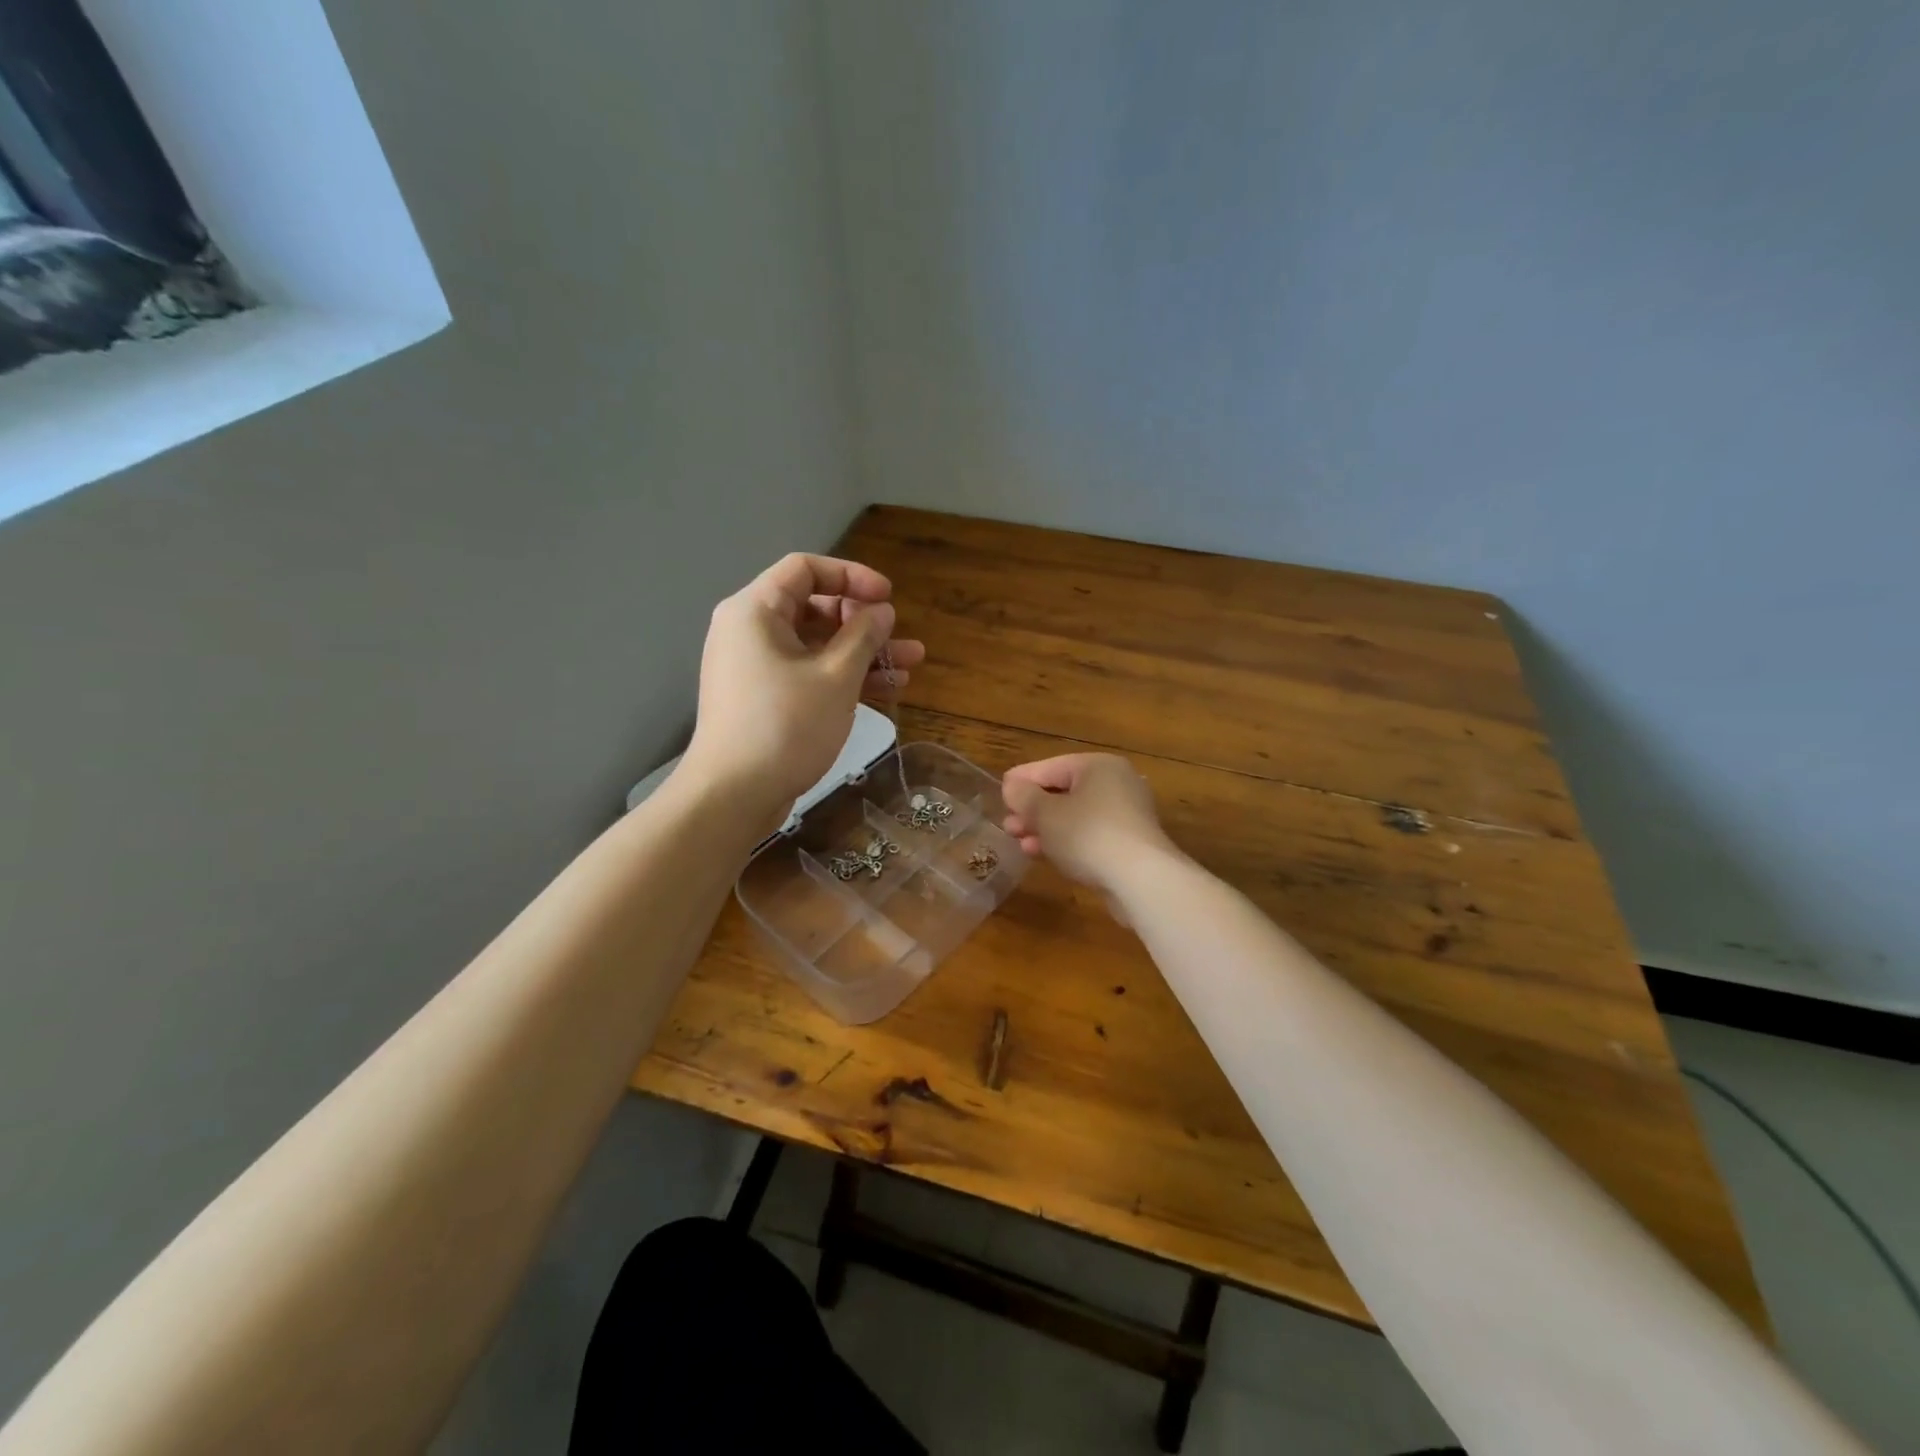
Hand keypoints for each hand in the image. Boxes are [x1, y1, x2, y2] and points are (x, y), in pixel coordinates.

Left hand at [681, 553, 925, 818]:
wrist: (733, 795)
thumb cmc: (785, 725)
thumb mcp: (835, 677)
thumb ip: (863, 636)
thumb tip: (881, 611)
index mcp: (756, 610)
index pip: (805, 569)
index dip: (852, 576)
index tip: (887, 597)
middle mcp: (751, 630)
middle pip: (814, 607)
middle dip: (863, 621)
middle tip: (898, 637)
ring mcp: (756, 666)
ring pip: (817, 645)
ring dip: (863, 653)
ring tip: (911, 665)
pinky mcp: (765, 697)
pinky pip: (808, 672)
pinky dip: (843, 676)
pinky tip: (887, 688)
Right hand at [1001, 753, 1180, 894]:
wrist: (1140, 879)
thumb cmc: (1087, 834)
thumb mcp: (1046, 813)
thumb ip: (1024, 797)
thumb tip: (1012, 786)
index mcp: (1099, 766)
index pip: (1052, 766)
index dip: (1023, 779)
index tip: (1001, 790)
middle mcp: (1117, 784)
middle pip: (1065, 792)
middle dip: (1033, 809)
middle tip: (1008, 823)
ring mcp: (1127, 815)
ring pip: (1076, 816)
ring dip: (1046, 829)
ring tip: (1020, 842)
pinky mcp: (1130, 844)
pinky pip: (1089, 835)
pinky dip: (1066, 842)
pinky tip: (1044, 854)